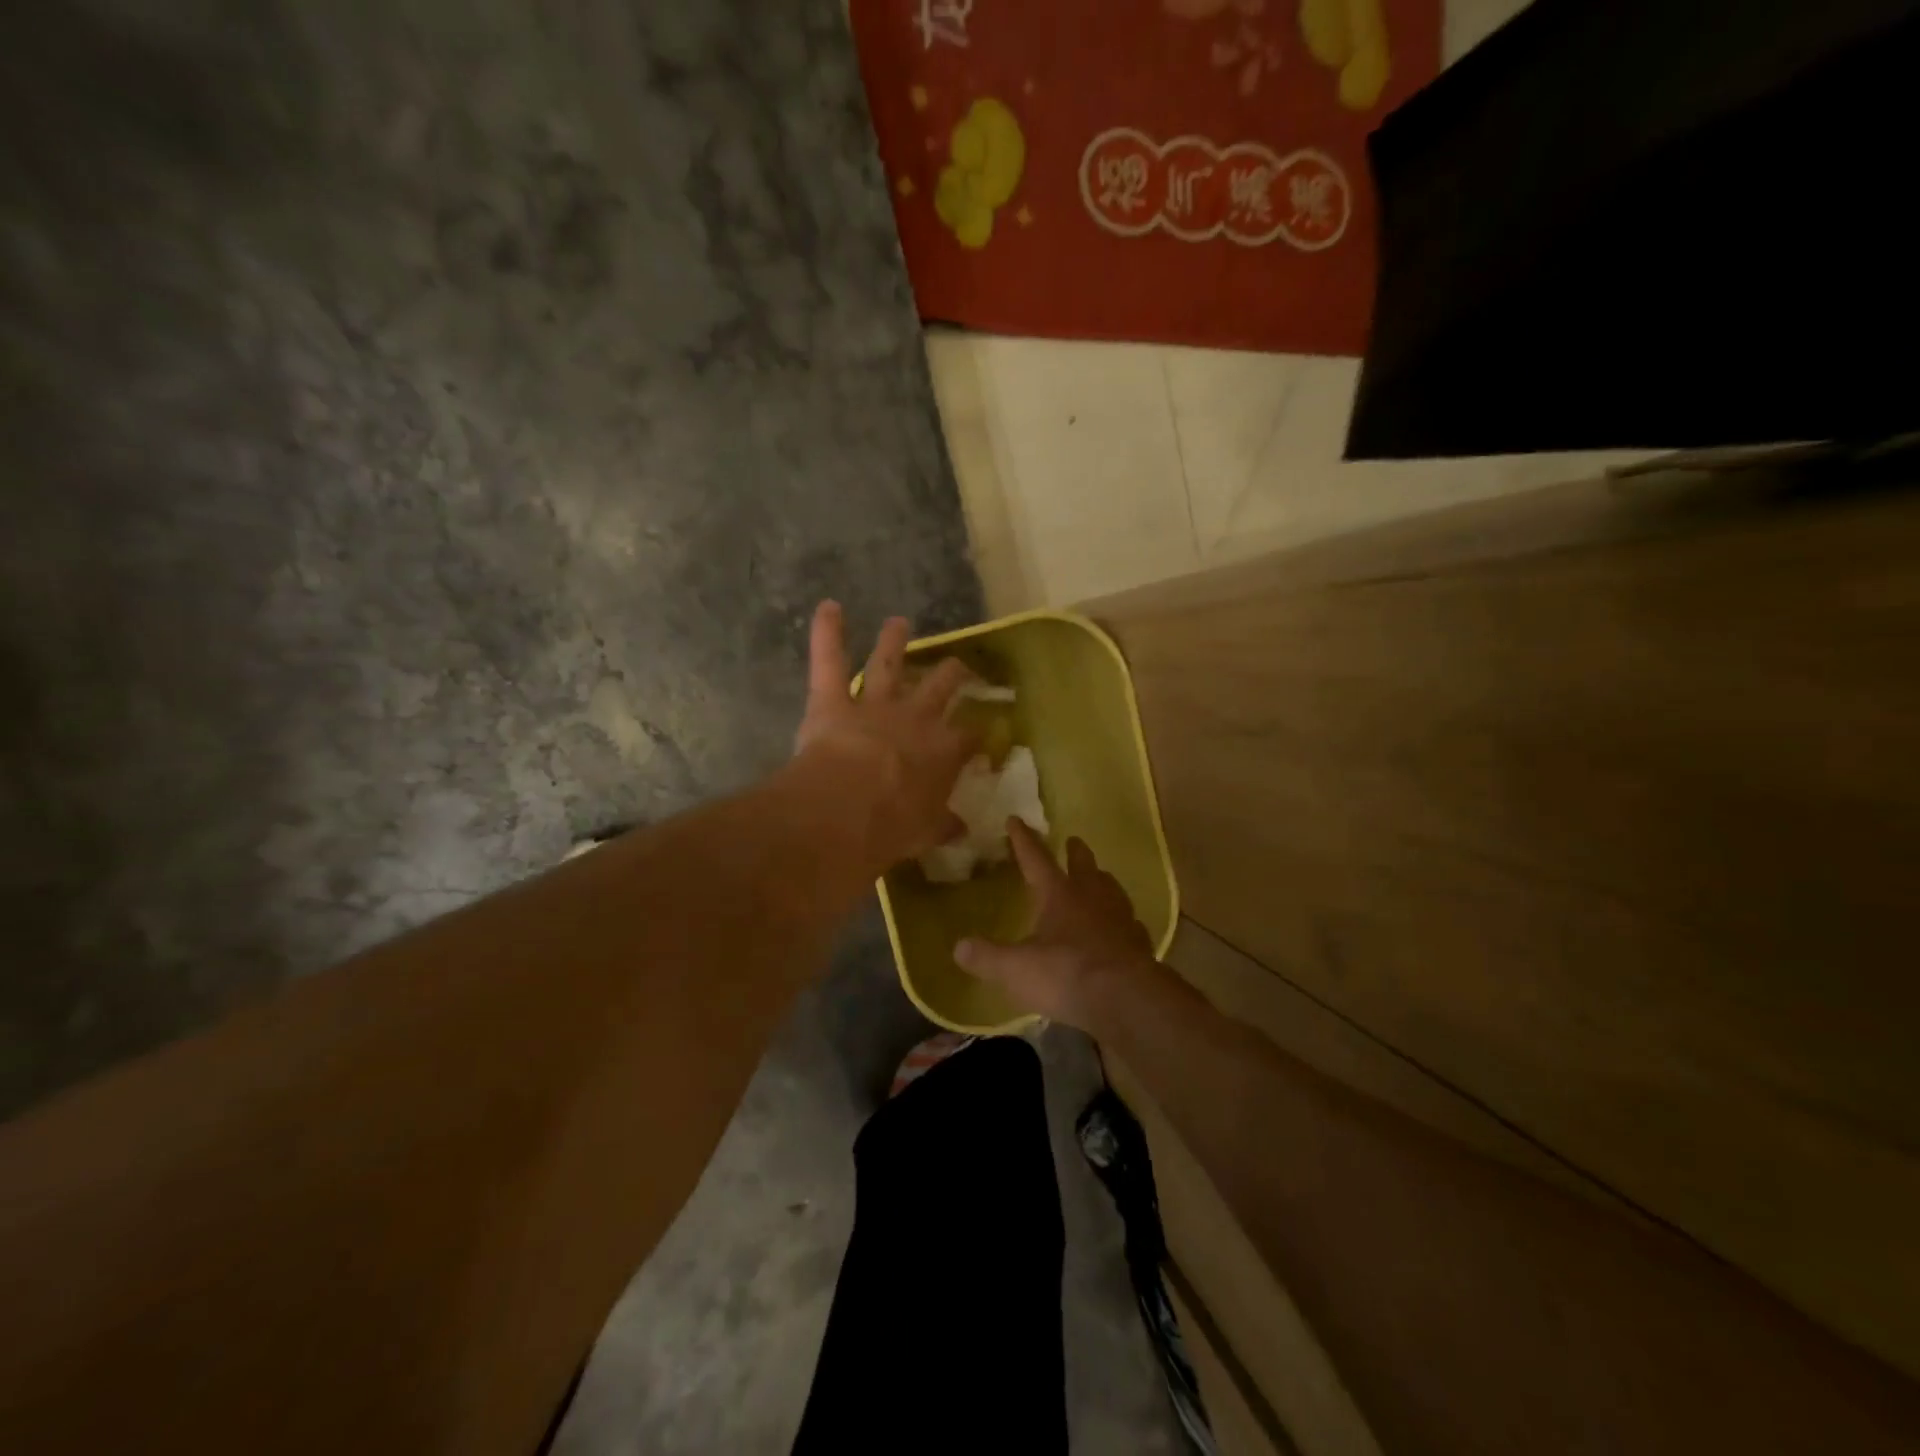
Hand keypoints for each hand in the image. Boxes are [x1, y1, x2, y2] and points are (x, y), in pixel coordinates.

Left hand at [793, 601, 980, 871]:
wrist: (848, 811)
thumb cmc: (894, 827)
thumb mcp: (926, 832)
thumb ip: (943, 825)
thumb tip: (961, 829)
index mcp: (942, 752)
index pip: (969, 737)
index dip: (977, 733)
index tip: (981, 733)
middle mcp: (915, 719)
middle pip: (940, 687)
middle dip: (951, 674)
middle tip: (957, 666)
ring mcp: (874, 704)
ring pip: (887, 664)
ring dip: (893, 642)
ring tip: (899, 622)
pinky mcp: (833, 700)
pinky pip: (829, 660)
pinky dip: (827, 632)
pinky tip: (828, 606)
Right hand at [954, 818, 1156, 1029]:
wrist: (1126, 999)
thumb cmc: (1066, 974)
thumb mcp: (1016, 969)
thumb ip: (987, 957)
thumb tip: (959, 947)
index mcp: (1059, 894)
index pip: (1036, 859)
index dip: (1023, 840)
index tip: (1016, 819)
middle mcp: (1092, 897)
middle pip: (1084, 865)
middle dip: (1075, 852)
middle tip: (1073, 841)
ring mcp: (1120, 918)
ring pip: (1111, 889)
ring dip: (1102, 881)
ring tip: (1099, 878)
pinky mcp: (1139, 943)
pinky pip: (1129, 923)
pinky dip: (1121, 920)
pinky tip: (1120, 928)